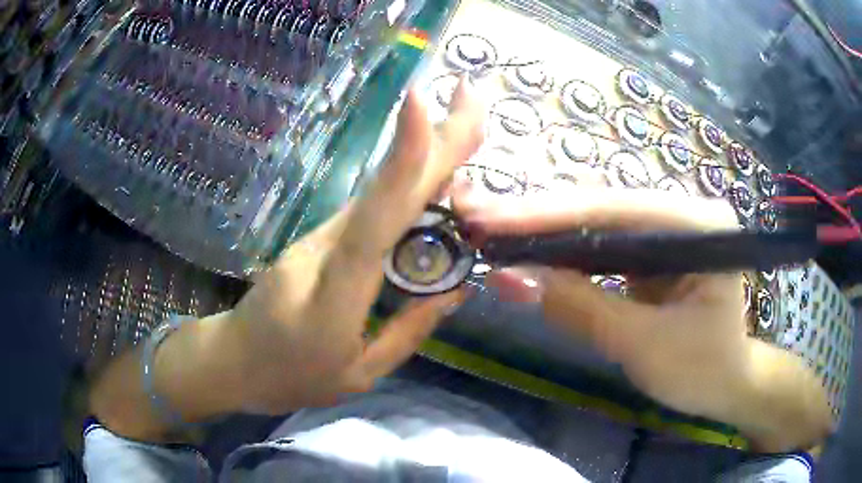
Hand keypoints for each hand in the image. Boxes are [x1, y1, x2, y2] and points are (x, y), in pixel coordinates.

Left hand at [228, 80, 483, 413]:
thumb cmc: (290, 378)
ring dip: (425, 154)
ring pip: (381, 192)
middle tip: (471, 96)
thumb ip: (408, 331)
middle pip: (386, 188)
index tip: (423, 102)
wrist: (232, 361)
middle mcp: (326, 249)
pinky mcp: (319, 238)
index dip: (403, 159)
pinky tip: (438, 172)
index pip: (375, 217)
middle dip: (432, 137)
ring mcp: (318, 238)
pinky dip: (407, 184)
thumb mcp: (359, 375)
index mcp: (335, 293)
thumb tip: (457, 288)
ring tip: (467, 125)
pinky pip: (372, 208)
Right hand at [455, 187, 832, 450]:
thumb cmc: (701, 370)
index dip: (549, 215)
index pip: (616, 210)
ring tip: (493, 231)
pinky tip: (530, 251)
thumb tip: (514, 279)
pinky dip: (565, 253)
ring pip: (599, 224)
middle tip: (478, 219)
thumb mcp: (645, 346)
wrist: (727, 385)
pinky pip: (604, 246)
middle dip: (539, 218)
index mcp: (699, 225)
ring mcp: (668, 229)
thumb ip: (583, 309)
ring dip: (546, 232)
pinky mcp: (655, 250)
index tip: (489, 219)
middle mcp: (684, 212)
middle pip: (603, 208)